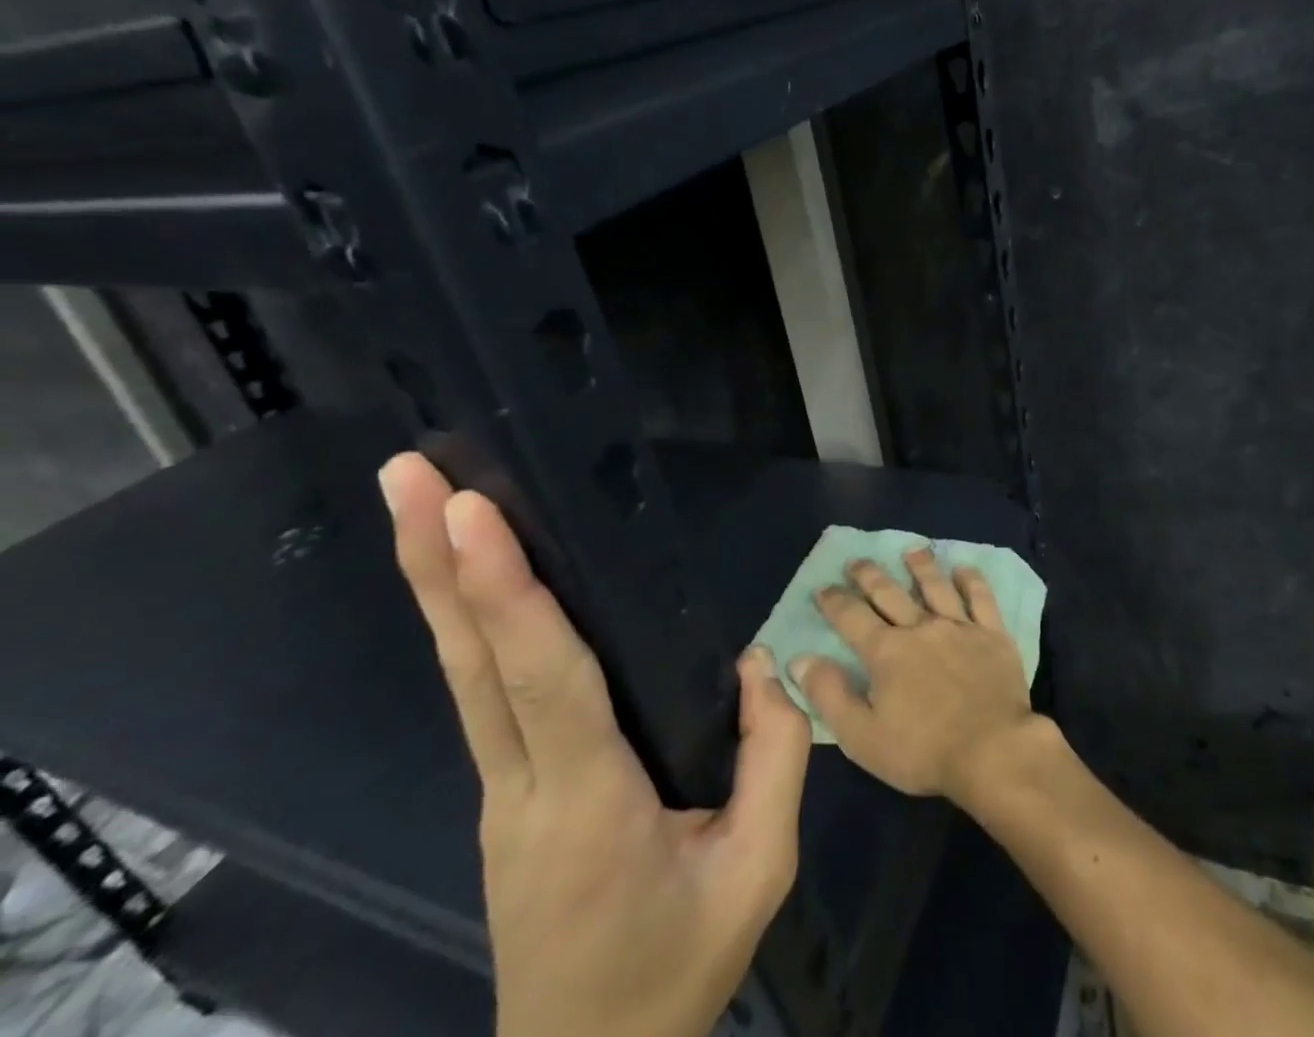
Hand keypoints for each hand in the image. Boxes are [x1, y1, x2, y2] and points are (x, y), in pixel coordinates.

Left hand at [381, 452, 811, 1036]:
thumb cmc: (676, 969)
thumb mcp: (759, 872)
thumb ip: (776, 758)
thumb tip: (759, 666)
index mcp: (587, 804)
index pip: (544, 681)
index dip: (508, 594)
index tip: (471, 514)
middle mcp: (521, 784)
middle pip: (473, 661)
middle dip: (435, 562)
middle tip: (408, 473)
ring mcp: (500, 788)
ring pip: (464, 671)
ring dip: (438, 582)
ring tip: (417, 499)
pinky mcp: (505, 788)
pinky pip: (482, 691)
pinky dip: (469, 621)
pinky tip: (466, 580)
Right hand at [792, 547, 1040, 806]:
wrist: (992, 751)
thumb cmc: (923, 751)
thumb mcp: (862, 736)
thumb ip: (829, 695)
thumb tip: (799, 659)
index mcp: (886, 651)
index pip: (852, 617)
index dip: (835, 601)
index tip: (823, 587)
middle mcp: (920, 627)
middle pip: (890, 593)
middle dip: (869, 575)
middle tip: (856, 560)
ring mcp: (959, 627)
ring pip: (935, 586)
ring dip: (921, 566)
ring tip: (911, 549)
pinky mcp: (992, 634)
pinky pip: (981, 598)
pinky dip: (971, 580)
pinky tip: (964, 568)